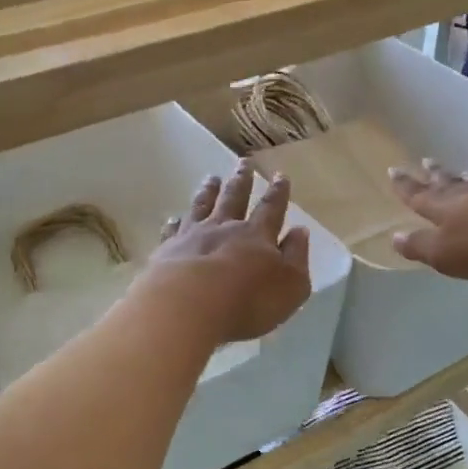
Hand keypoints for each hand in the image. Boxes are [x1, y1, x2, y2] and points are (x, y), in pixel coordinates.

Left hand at [142, 161, 311, 344]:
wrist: (189, 306)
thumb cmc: (249, 300)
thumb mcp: (291, 284)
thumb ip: (296, 256)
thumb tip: (300, 231)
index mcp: (257, 235)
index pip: (271, 208)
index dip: (278, 192)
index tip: (280, 175)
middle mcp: (225, 228)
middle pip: (235, 198)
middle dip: (242, 180)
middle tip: (244, 162)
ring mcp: (193, 236)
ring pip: (202, 206)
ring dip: (209, 191)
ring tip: (211, 178)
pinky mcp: (167, 251)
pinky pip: (173, 231)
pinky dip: (175, 223)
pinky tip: (174, 218)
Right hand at [389, 161, 467, 280]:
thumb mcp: (445, 253)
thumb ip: (420, 245)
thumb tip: (394, 236)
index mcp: (445, 209)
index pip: (420, 196)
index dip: (406, 187)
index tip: (393, 171)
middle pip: (447, 184)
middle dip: (434, 176)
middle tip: (425, 162)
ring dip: (462, 179)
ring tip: (460, 172)